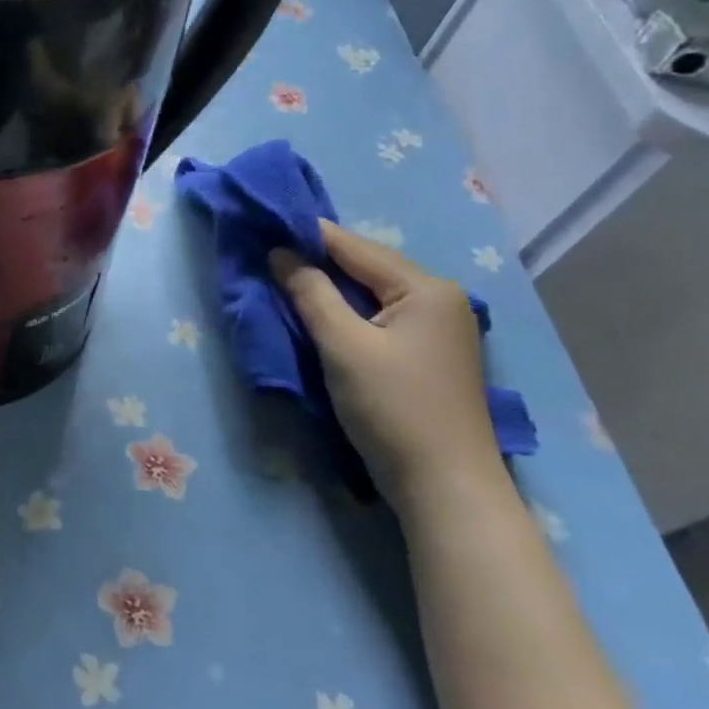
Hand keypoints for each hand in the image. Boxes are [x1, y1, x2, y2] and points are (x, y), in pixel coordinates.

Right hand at [270, 221, 503, 519]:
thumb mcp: (343, 345)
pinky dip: (347, 310)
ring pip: (372, 292)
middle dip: (318, 259)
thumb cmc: (392, 408)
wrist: (444, 486)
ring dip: (330, 286)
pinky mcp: (428, 354)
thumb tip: (280, 252)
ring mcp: (439, 328)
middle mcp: (440, 298)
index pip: (356, 247)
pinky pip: (379, 315)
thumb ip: (310, 293)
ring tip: (285, 276)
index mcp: (426, 288)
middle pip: (367, 267)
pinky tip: (320, 312)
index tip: (264, 222)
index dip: (308, 234)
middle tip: (268, 251)